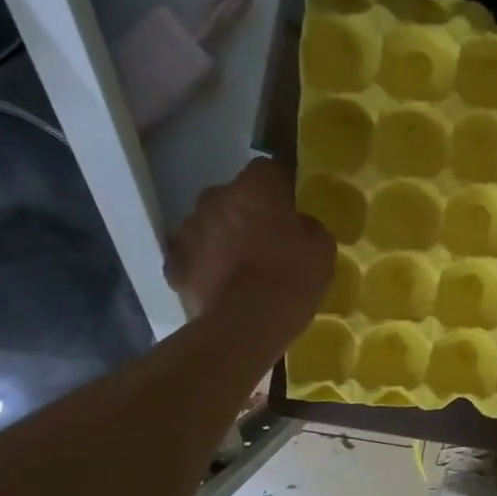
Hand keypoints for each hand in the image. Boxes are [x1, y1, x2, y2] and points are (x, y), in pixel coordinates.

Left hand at [163, 159, 333, 353]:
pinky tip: (220, 284)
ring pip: (210, 224)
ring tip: (242, 266)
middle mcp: (215, 198)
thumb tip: (298, 225)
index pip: (268, 169)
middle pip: (234, 196)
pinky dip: (203, 265)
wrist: (245, 326)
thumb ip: (308, 226)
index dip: (280, 187)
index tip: (291, 208)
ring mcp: (188, 230)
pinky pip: (191, 256)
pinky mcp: (174, 264)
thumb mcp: (322, 248)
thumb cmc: (291, 278)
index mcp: (254, 187)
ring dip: (223, 237)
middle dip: (248, 212)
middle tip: (268, 239)